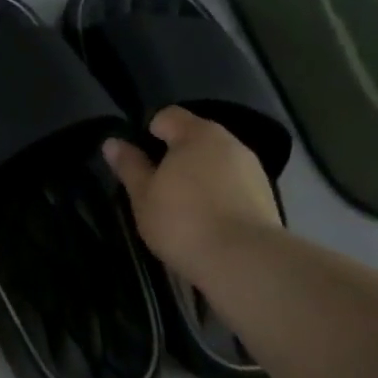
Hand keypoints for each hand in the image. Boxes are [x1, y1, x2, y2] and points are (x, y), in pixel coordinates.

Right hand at [103, 107, 279, 275]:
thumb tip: (112, 142)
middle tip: (155, 188)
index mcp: (198, 134)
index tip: (137, 161)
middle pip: (195, 139)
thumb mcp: (143, 195)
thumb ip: (129, 166)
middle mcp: (230, 143)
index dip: (148, 132)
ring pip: (215, 163)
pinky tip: (206, 222)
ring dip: (197, 177)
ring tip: (181, 209)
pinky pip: (232, 186)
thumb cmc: (182, 221)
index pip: (168, 116)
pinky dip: (217, 195)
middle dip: (174, 157)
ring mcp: (252, 169)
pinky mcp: (265, 197)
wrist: (242, 261)